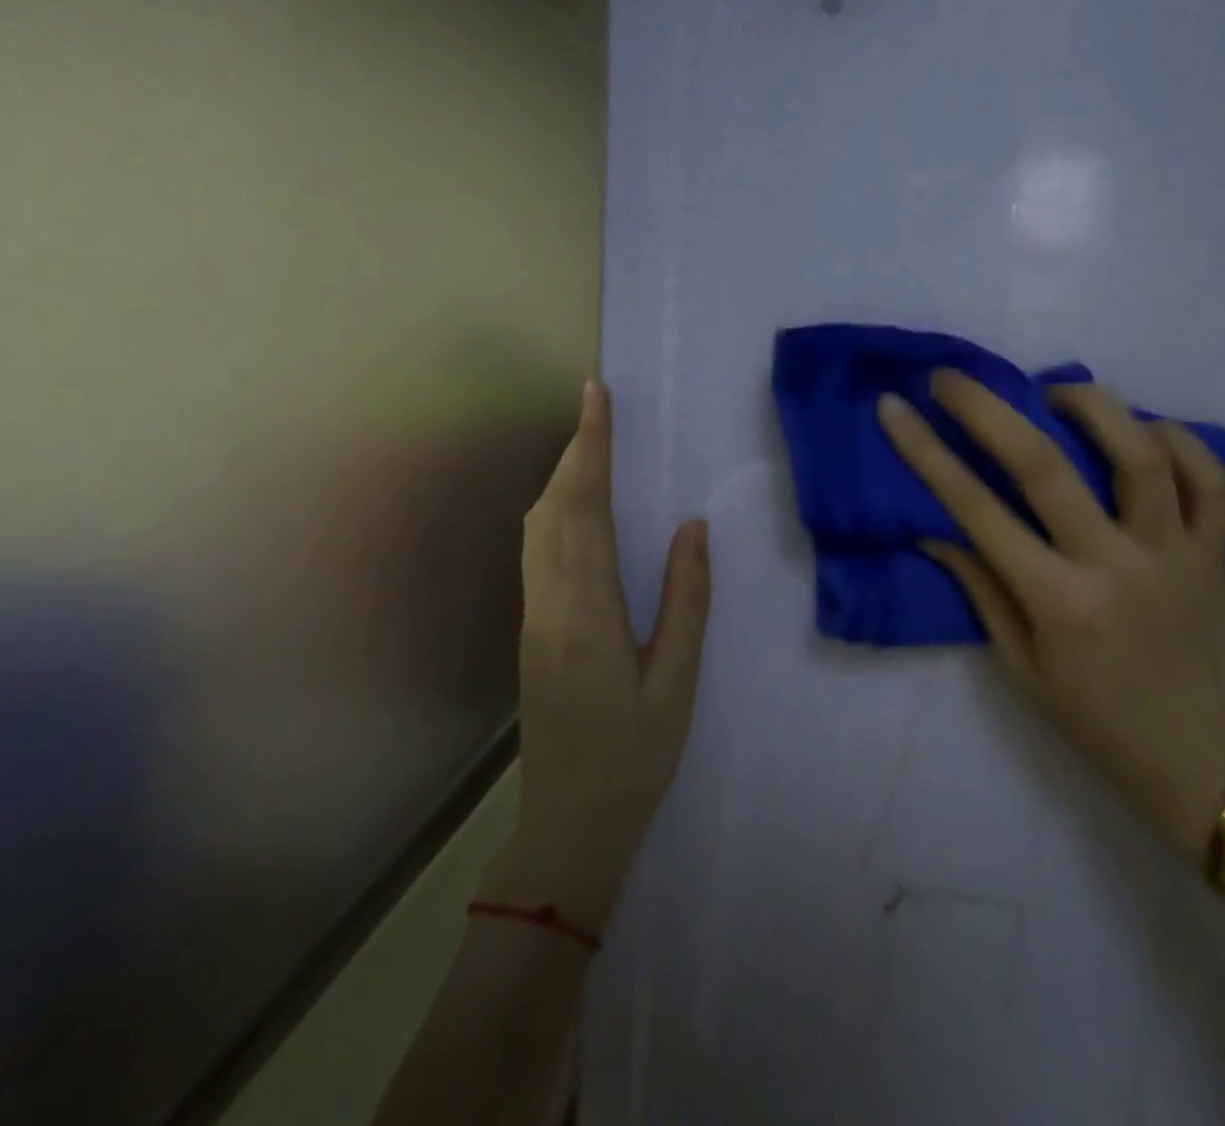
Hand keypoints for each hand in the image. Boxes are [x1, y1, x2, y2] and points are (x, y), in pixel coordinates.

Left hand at [479, 380, 711, 936]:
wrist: (569, 826)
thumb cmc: (635, 756)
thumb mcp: (676, 682)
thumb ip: (686, 600)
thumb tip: (692, 527)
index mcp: (586, 614)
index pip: (584, 510)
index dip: (590, 449)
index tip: (596, 398)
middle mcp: (548, 605)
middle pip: (552, 509)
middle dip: (575, 450)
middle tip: (599, 406)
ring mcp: (532, 618)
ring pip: (536, 528)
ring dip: (561, 477)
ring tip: (592, 444)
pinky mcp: (532, 630)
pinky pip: (538, 550)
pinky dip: (556, 509)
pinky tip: (578, 506)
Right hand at [877, 371, 1224, 859]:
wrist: (1199, 761)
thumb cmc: (1093, 720)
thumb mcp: (1019, 666)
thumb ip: (980, 587)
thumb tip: (934, 528)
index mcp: (1058, 602)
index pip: (976, 509)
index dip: (927, 452)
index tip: (896, 408)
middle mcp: (1115, 565)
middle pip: (1046, 465)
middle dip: (987, 409)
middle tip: (951, 377)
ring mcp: (1174, 553)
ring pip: (1141, 454)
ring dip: (1092, 406)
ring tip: (1056, 390)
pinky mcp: (1217, 553)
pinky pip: (1211, 479)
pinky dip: (1179, 439)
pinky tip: (1144, 427)